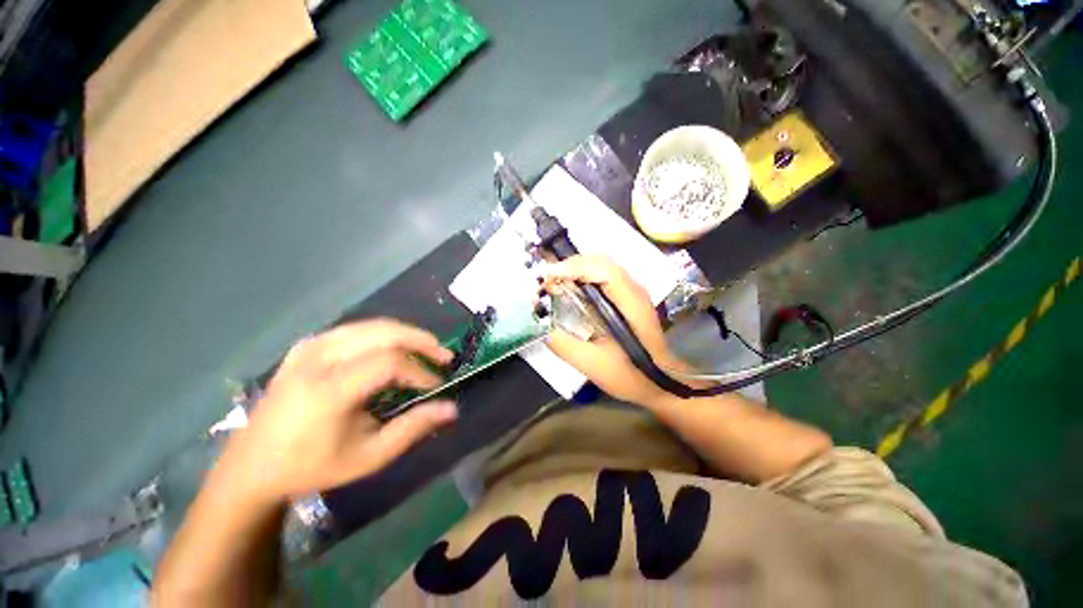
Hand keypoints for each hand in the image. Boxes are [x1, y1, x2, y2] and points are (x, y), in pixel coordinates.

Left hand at [218, 320, 457, 503]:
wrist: (252, 466)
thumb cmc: (312, 466)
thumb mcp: (368, 456)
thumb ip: (413, 428)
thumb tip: (452, 409)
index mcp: (328, 390)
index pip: (389, 362)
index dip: (420, 371)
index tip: (436, 386)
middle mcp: (317, 359)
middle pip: (383, 332)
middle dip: (421, 341)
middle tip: (444, 356)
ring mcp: (309, 347)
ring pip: (372, 325)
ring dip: (406, 334)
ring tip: (426, 348)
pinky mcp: (306, 346)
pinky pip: (355, 329)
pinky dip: (383, 334)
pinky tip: (394, 347)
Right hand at [543, 256, 687, 407]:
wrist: (661, 382)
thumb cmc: (630, 375)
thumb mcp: (591, 364)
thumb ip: (562, 343)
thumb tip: (538, 322)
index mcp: (631, 303)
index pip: (603, 270)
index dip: (574, 267)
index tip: (548, 276)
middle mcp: (634, 289)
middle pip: (601, 261)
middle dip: (570, 265)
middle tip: (546, 281)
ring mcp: (633, 291)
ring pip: (601, 265)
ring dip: (575, 269)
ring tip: (554, 283)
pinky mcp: (628, 296)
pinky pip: (602, 276)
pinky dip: (583, 276)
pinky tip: (571, 289)